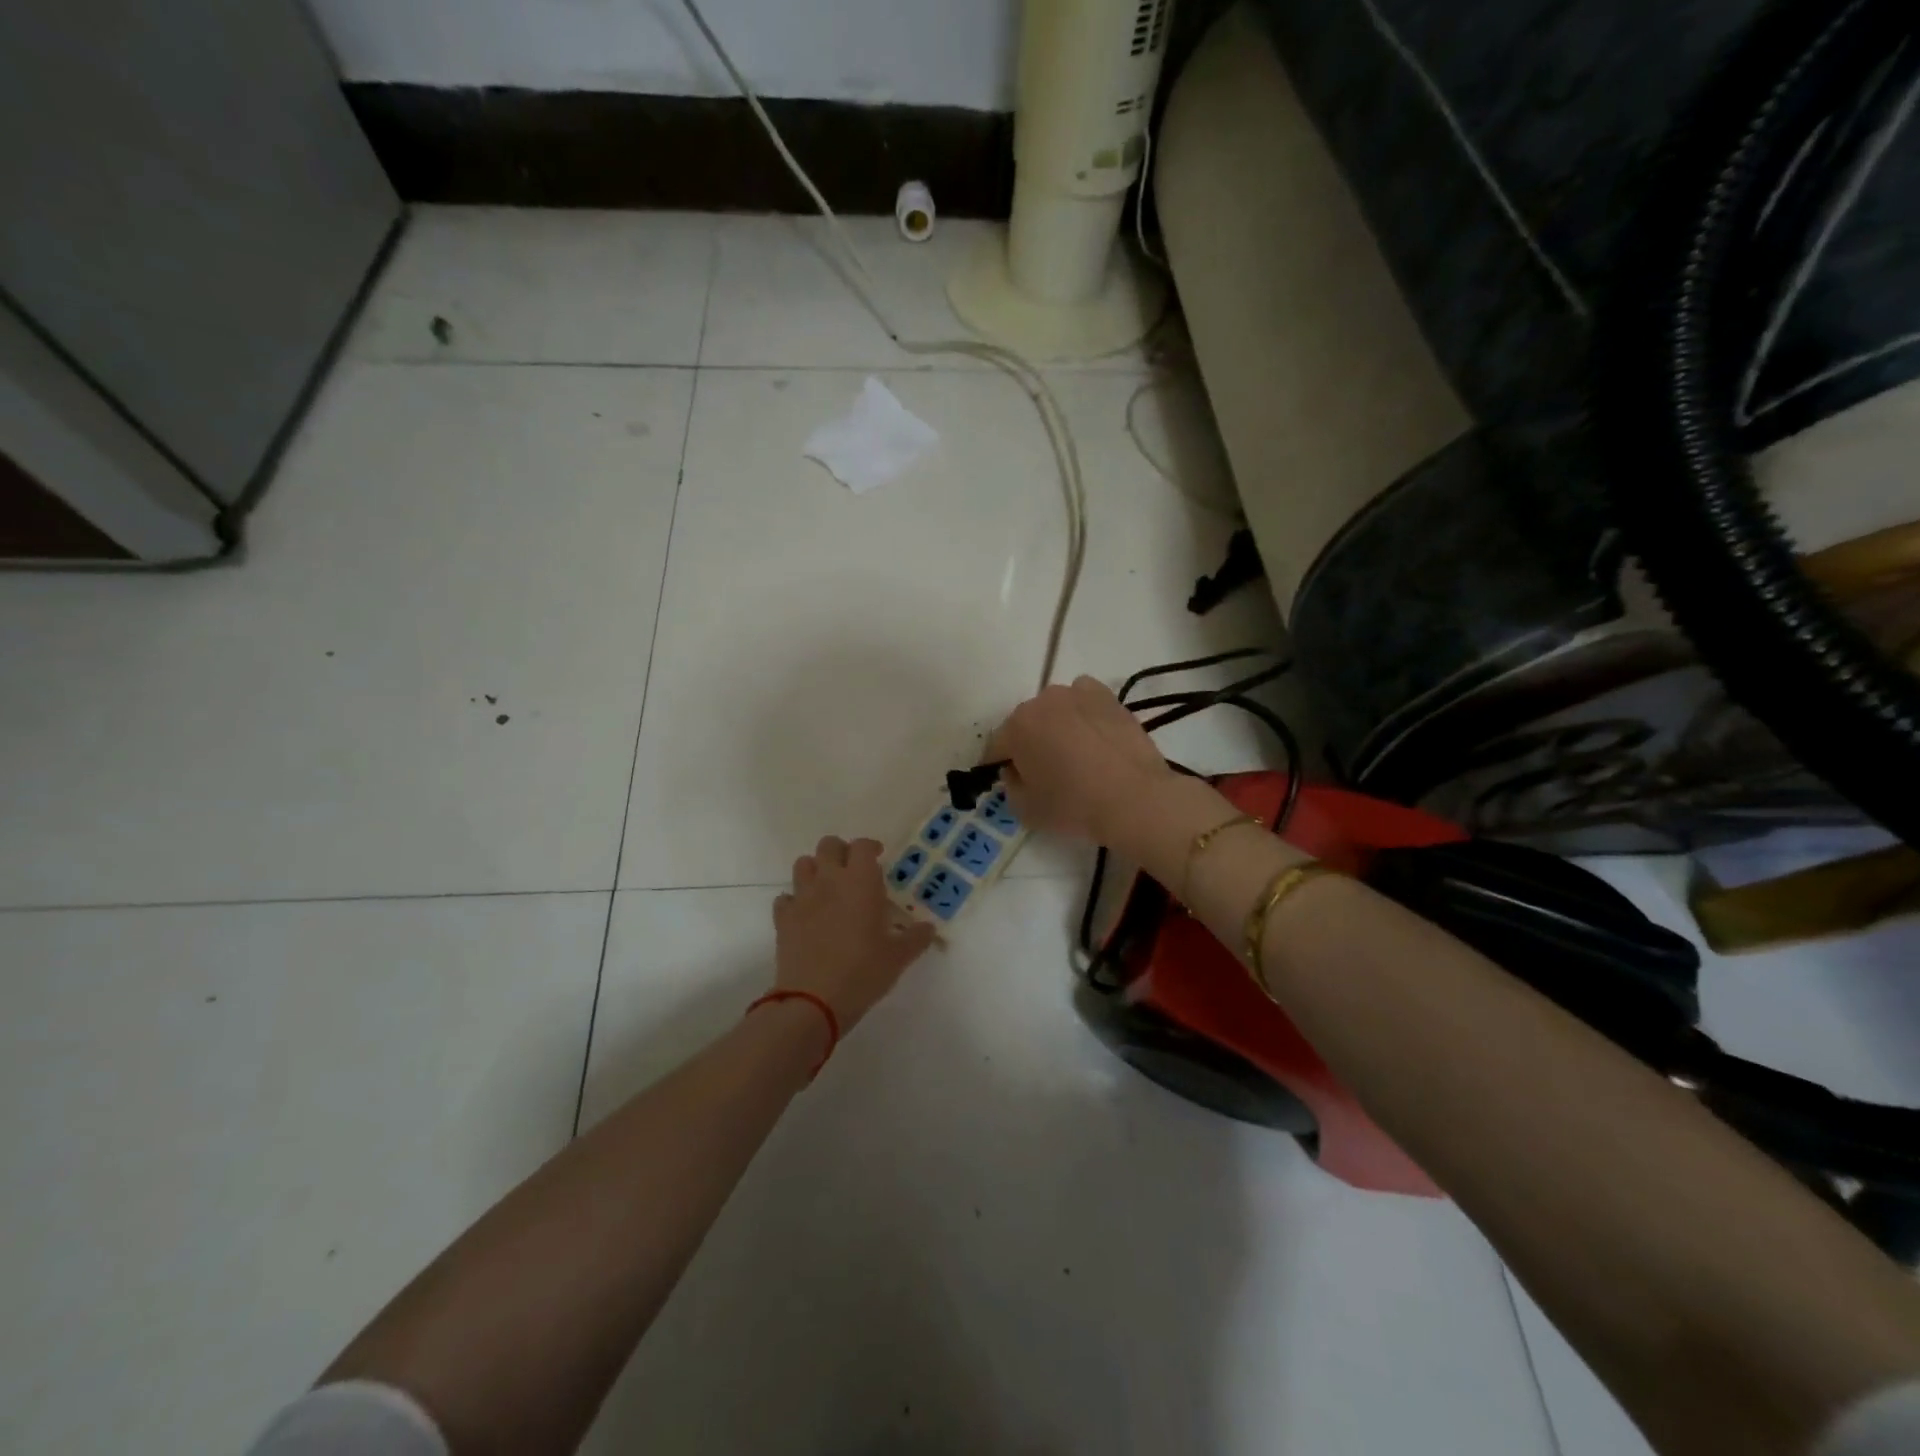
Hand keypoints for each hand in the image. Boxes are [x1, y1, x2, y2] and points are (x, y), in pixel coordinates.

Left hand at [774, 837, 937, 1031]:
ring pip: (803, 864)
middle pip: (828, 845)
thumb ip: (916, 938)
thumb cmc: (863, 972)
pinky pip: (786, 898)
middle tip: (853, 870)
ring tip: (828, 888)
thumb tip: (929, 928)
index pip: (862, 846)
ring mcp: (802, 898)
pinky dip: (795, 901)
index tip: (879, 857)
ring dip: (816, 869)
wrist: (813, 1001)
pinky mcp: (783, 919)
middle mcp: (829, 881)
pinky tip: (806, 915)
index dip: (870, 847)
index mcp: (860, 882)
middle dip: (841, 851)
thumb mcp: (898, 957)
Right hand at [984, 676, 1173, 843]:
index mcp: (1017, 727)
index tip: (1011, 782)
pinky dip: (1084, 714)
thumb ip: (1010, 786)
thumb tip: (1016, 771)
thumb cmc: (1073, 806)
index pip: (996, 747)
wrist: (1134, 798)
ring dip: (1057, 726)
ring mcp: (1078, 694)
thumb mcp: (1025, 810)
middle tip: (1045, 771)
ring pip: (1056, 710)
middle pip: (1026, 724)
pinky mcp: (1108, 697)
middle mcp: (1043, 701)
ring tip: (1075, 754)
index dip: (999, 766)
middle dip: (1029, 743)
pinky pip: (1085, 701)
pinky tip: (1094, 737)